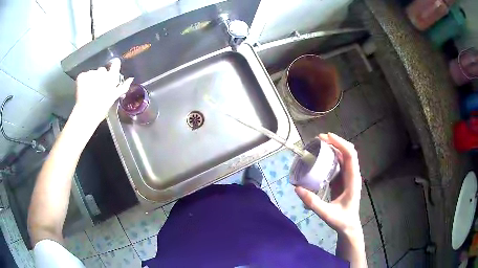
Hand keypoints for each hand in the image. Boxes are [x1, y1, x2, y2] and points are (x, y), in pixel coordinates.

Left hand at [74, 58, 132, 124]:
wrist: (86, 113)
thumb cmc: (102, 108)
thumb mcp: (113, 98)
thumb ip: (122, 87)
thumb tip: (131, 79)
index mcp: (112, 77)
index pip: (115, 64)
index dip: (114, 65)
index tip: (112, 68)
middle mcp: (102, 72)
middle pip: (102, 70)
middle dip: (100, 77)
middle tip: (98, 88)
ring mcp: (91, 73)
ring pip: (92, 73)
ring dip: (91, 79)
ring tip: (89, 91)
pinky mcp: (82, 76)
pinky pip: (83, 76)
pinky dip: (83, 82)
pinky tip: (83, 90)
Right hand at [295, 133, 361, 235]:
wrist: (349, 226)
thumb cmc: (341, 221)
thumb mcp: (326, 214)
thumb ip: (312, 202)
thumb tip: (297, 188)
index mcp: (353, 180)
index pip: (350, 156)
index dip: (340, 143)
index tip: (327, 137)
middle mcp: (352, 175)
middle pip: (347, 152)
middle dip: (335, 142)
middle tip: (319, 139)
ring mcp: (348, 177)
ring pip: (343, 157)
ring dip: (333, 148)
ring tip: (318, 144)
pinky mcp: (343, 180)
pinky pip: (338, 164)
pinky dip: (331, 157)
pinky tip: (321, 157)